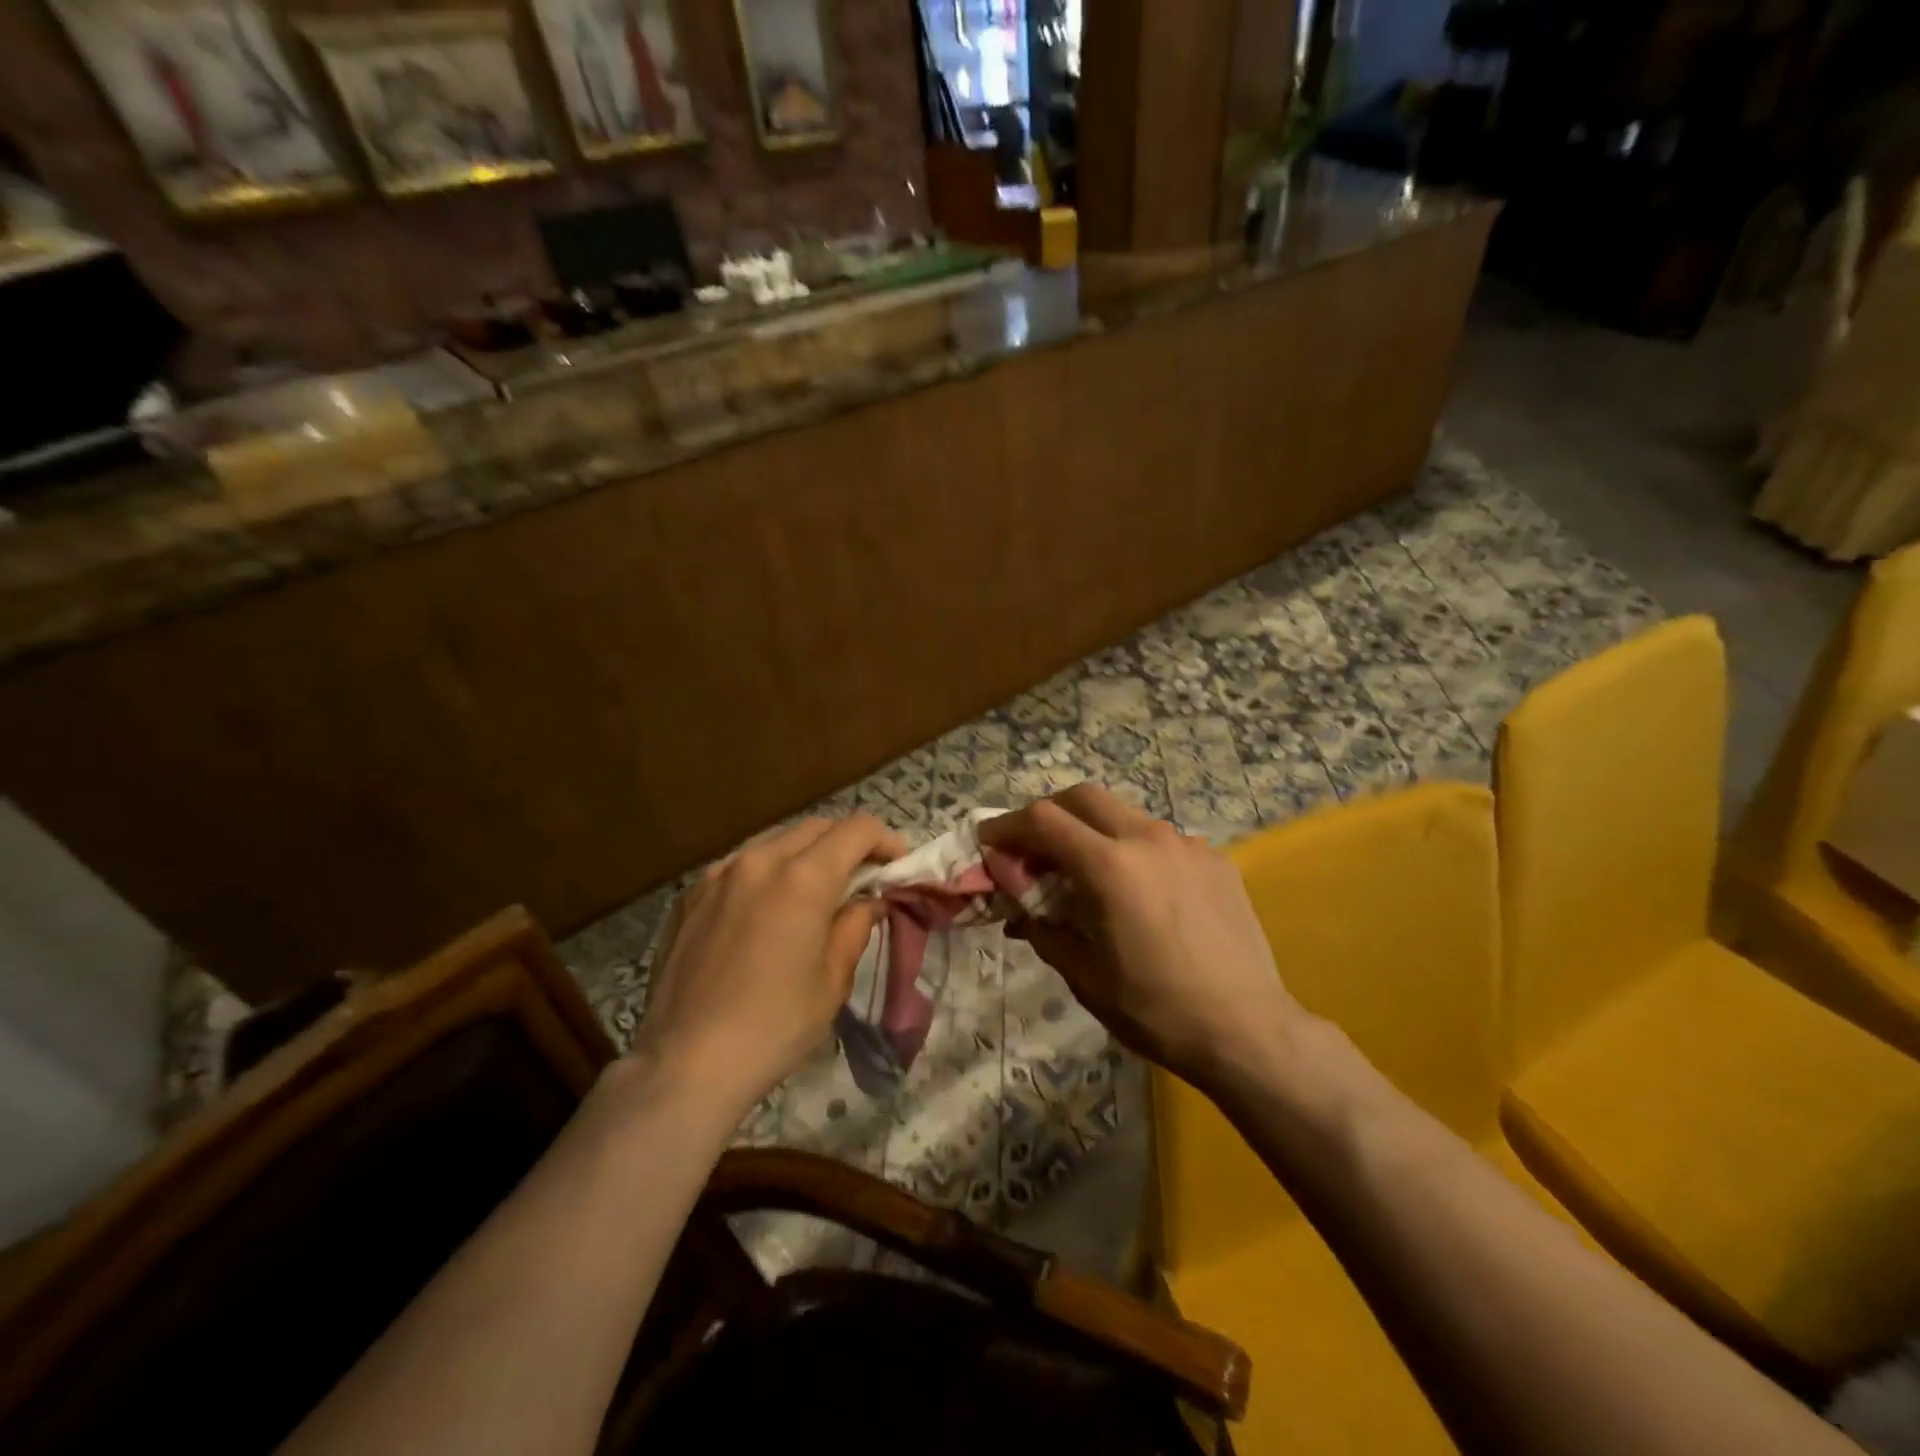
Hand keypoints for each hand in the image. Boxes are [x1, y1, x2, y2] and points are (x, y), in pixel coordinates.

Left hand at [632, 815, 905, 1120]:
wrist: (685, 1064)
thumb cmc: (774, 1026)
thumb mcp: (832, 980)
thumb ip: (856, 926)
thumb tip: (869, 901)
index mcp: (802, 878)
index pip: (856, 829)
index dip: (886, 840)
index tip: (897, 867)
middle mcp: (759, 860)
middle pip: (817, 827)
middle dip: (848, 844)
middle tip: (863, 879)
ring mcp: (718, 873)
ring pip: (776, 840)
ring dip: (807, 854)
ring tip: (817, 892)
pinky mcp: (691, 894)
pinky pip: (741, 864)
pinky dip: (768, 872)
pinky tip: (768, 910)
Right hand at [982, 786, 1304, 1088]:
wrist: (1247, 1030)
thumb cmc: (1156, 1009)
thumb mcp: (1084, 975)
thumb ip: (1043, 928)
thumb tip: (1018, 910)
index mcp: (1110, 866)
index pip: (1043, 820)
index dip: (1007, 825)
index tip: (988, 841)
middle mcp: (1148, 839)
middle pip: (1083, 797)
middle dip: (1048, 814)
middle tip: (1033, 849)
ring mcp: (1188, 845)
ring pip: (1124, 815)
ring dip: (1092, 832)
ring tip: (1085, 875)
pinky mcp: (1215, 860)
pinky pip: (1161, 840)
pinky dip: (1133, 851)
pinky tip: (1138, 893)